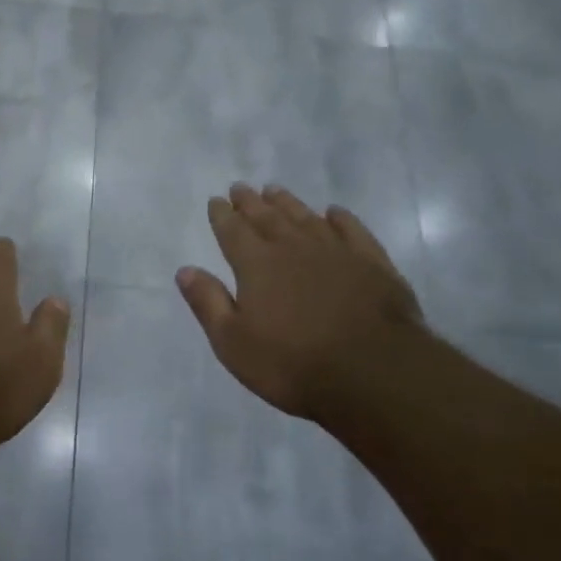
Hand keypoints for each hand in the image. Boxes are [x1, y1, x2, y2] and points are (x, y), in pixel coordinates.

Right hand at [176, 184, 424, 424]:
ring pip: (306, 217)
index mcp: (256, 264)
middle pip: (267, 217)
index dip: (222, 215)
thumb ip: (208, 302)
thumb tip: (185, 270)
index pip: (233, 230)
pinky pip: (352, 230)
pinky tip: (334, 213)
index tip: (216, 201)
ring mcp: (336, 251)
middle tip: (240, 188)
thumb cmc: (293, 363)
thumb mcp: (233, 342)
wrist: (375, 373)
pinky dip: (340, 219)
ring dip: (288, 203)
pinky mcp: (373, 263)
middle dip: (250, 202)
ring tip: (275, 190)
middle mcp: (293, 247)